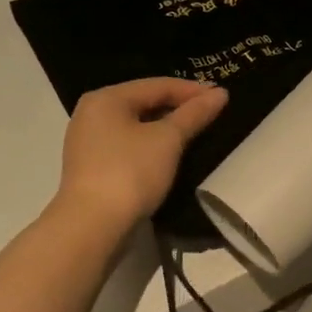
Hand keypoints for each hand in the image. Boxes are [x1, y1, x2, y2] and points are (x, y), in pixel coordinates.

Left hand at [54, 78, 229, 231]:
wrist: (92, 226)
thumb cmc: (130, 172)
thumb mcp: (168, 140)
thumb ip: (194, 114)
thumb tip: (220, 93)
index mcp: (106, 98)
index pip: (157, 85)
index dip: (192, 90)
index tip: (222, 97)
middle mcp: (92, 113)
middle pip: (144, 102)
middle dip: (179, 108)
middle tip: (211, 114)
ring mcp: (89, 142)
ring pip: (136, 125)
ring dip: (166, 128)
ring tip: (196, 133)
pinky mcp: (93, 167)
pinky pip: (128, 145)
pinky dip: (151, 145)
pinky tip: (170, 155)